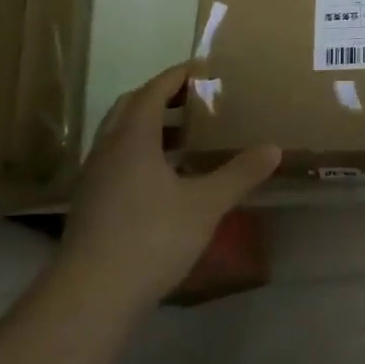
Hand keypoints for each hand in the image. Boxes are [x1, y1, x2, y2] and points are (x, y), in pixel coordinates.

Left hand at [56, 63, 279, 305]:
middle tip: (195, 99)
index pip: (152, 91)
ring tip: (186, 137)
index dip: (177, 76)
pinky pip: (117, 162)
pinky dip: (141, 154)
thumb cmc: (151, 237)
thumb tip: (273, 148)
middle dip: (161, 98)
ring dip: (150, 128)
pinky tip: (166, 178)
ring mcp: (94, 179)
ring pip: (120, 137)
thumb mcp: (206, 204)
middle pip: (130, 108)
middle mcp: (107, 150)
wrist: (92, 295)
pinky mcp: (91, 205)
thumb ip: (239, 174)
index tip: (203, 68)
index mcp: (132, 139)